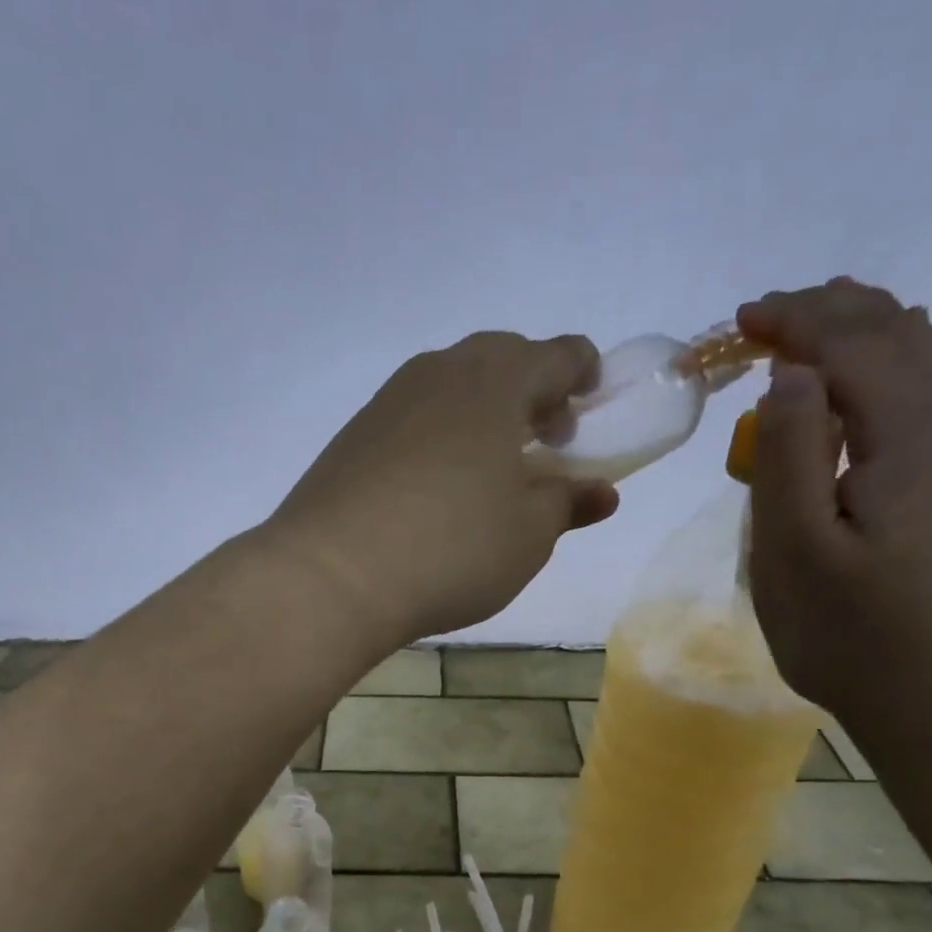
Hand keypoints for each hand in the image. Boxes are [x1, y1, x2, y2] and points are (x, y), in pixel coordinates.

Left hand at [266, 332, 619, 645]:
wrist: (331, 577)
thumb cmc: (451, 550)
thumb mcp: (528, 535)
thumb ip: (567, 503)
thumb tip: (600, 492)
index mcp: (495, 381)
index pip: (557, 354)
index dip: (583, 375)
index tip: (590, 406)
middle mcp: (439, 373)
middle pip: (499, 360)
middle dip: (530, 392)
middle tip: (542, 440)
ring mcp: (387, 403)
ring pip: (449, 388)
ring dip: (480, 414)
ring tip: (488, 468)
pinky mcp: (351, 438)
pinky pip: (411, 419)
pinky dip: (437, 437)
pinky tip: (433, 488)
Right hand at [736, 277, 931, 731]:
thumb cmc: (856, 636)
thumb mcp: (794, 550)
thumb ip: (789, 452)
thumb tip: (791, 374)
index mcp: (921, 431)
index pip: (855, 341)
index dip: (794, 319)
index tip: (738, 320)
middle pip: (900, 334)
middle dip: (829, 316)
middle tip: (763, 323)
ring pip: (926, 361)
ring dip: (860, 343)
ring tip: (802, 346)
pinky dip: (885, 379)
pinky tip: (856, 401)